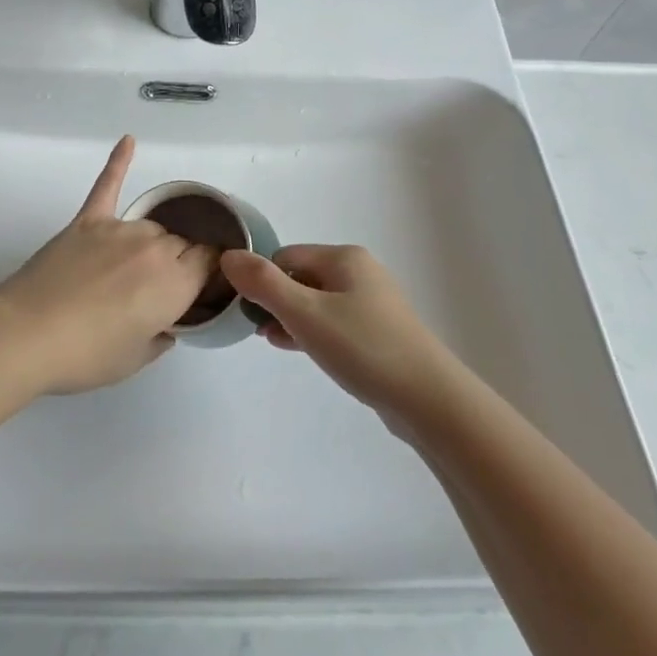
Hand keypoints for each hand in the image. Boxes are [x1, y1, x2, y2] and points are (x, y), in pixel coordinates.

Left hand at [0, 136, 219, 394]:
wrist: (26, 334)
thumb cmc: (85, 355)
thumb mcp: (136, 359)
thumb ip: (160, 337)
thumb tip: (165, 325)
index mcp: (175, 283)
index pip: (210, 262)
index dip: (210, 273)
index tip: (203, 287)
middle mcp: (155, 247)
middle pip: (181, 243)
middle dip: (178, 263)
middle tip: (155, 292)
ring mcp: (118, 229)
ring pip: (150, 226)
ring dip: (150, 244)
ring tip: (131, 271)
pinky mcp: (87, 221)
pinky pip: (107, 185)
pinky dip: (119, 162)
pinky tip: (128, 140)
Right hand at [221, 245, 460, 423]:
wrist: (428, 399)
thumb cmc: (362, 347)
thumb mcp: (304, 313)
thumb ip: (263, 284)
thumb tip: (228, 256)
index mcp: (344, 257)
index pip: (284, 256)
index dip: (262, 281)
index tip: (247, 312)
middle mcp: (359, 272)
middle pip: (300, 277)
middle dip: (275, 301)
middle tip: (258, 330)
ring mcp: (372, 303)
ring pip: (316, 302)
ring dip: (292, 318)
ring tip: (273, 342)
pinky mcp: (379, 332)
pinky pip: (334, 323)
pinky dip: (313, 332)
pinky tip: (301, 350)